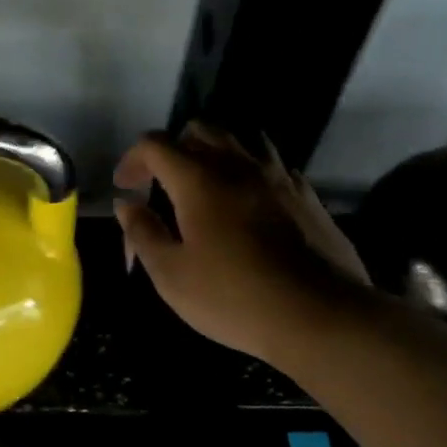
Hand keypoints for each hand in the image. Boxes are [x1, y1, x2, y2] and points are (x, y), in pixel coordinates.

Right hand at [113, 122, 369, 365]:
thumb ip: (143, 233)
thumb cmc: (234, 298)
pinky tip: (248, 203)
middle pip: (200, 130)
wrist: (320, 316)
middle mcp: (238, 165)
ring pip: (240, 139)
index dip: (133, 160)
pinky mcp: (306, 195)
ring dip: (215, 152)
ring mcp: (278, 176)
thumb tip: (127, 204)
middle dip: (173, 149)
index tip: (125, 187)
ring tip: (206, 184)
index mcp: (199, 180)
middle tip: (162, 183)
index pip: (155, 145)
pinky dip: (249, 172)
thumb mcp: (172, 275)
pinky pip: (271, 164)